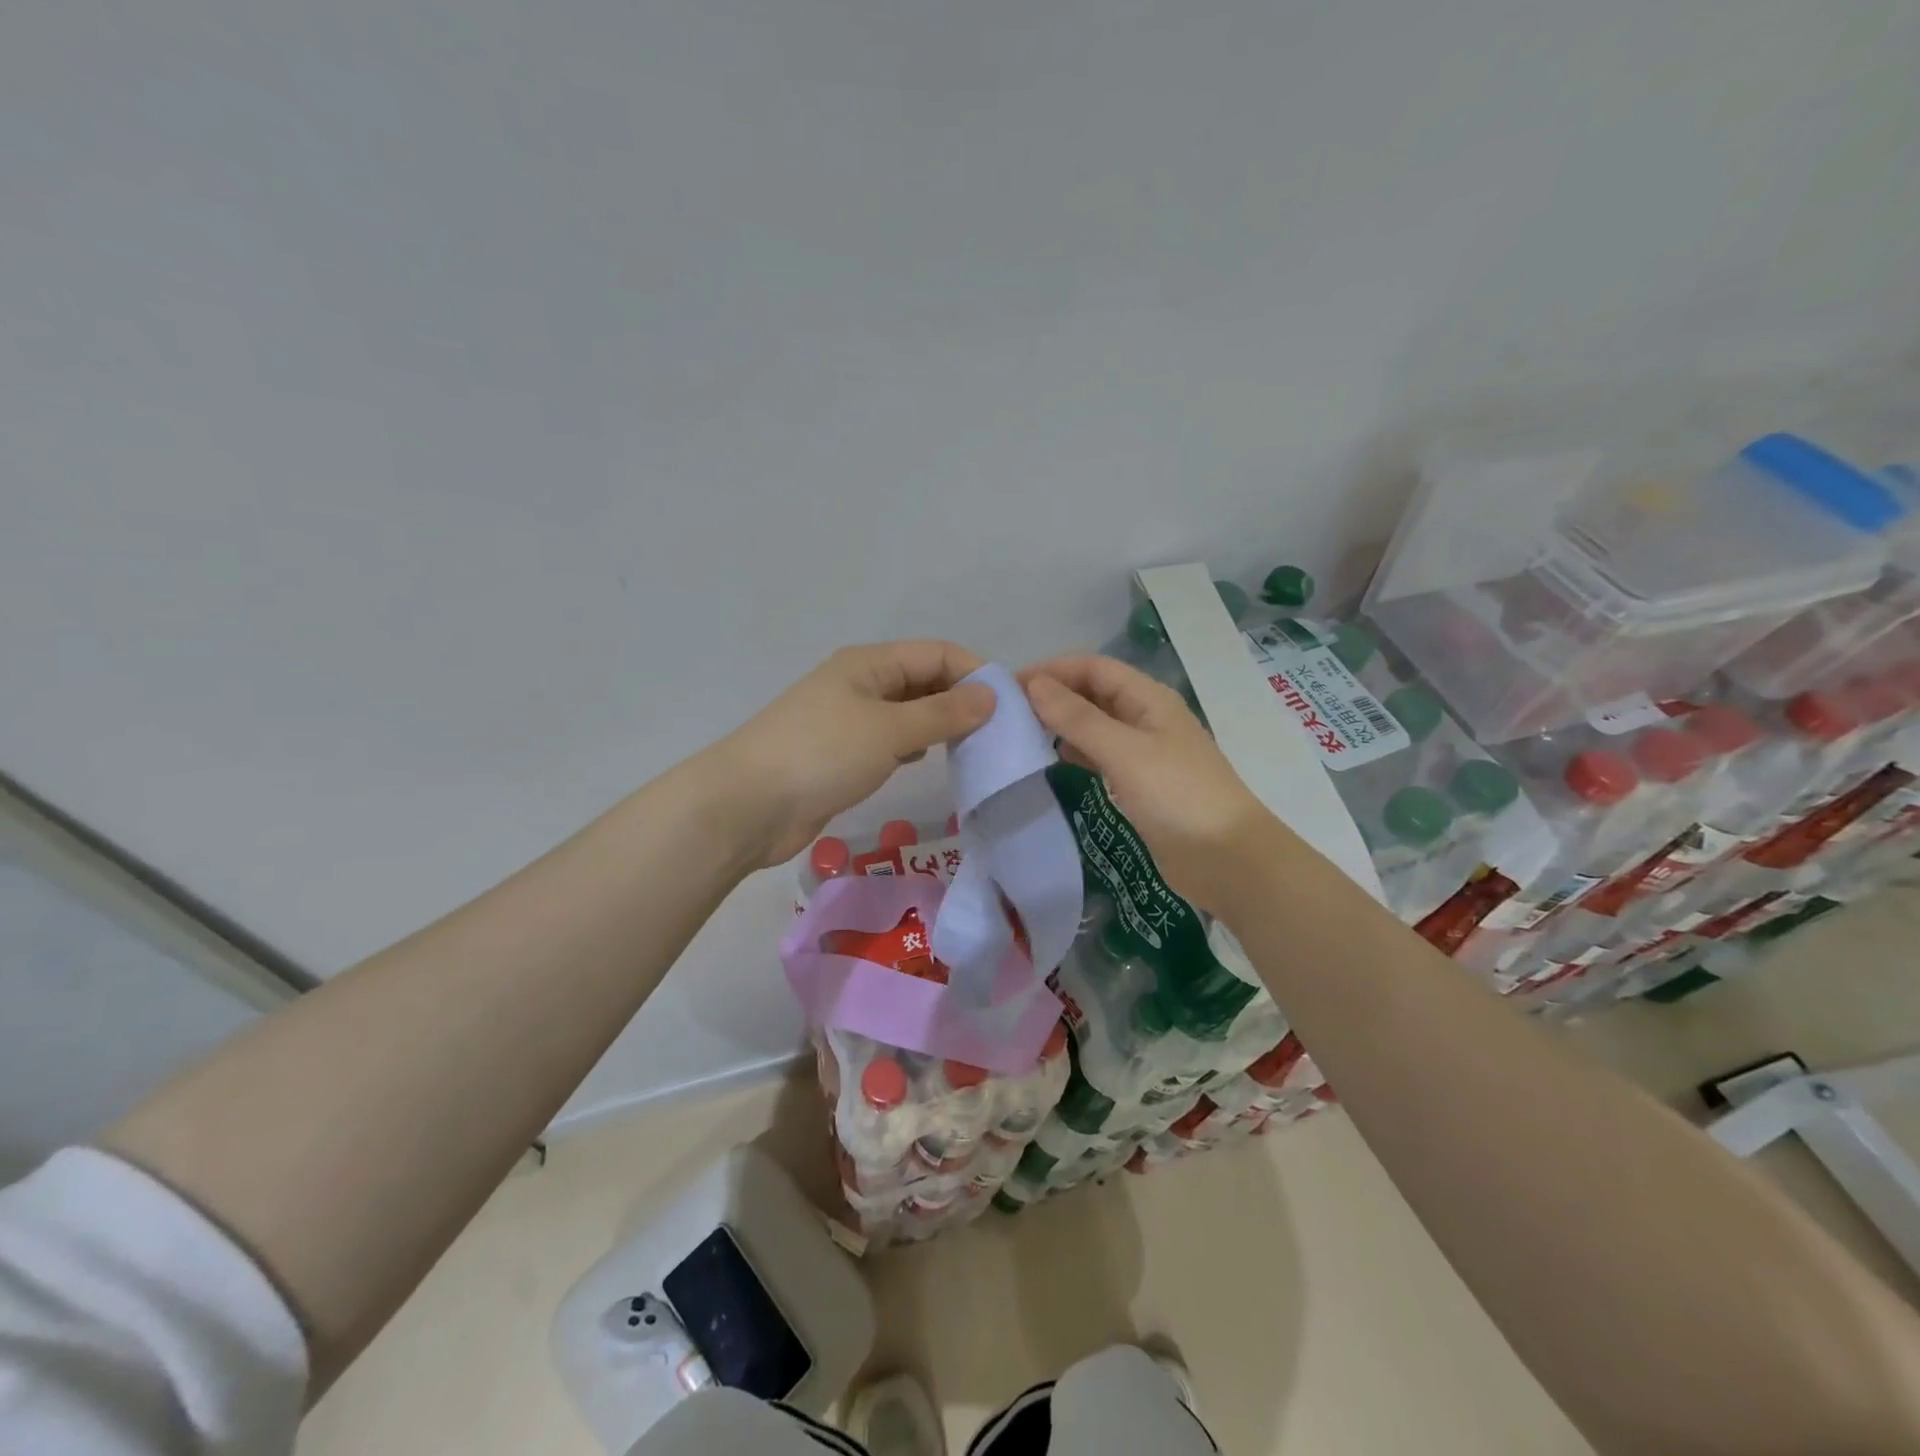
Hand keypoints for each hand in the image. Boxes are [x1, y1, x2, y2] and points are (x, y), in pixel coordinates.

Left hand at [708, 641, 996, 867]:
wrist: (747, 806)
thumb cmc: (821, 755)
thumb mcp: (888, 730)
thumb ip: (942, 714)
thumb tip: (991, 697)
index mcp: (870, 664)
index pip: (937, 654)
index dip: (975, 673)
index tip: (1010, 706)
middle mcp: (861, 684)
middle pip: (924, 681)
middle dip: (961, 701)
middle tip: (999, 733)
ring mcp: (850, 721)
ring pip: (908, 713)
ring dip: (939, 726)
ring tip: (974, 748)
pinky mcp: (843, 755)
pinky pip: (890, 742)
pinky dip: (913, 748)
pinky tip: (927, 762)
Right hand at [1020, 655, 1274, 913]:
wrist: (1227, 860)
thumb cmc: (1178, 797)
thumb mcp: (1125, 752)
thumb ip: (1078, 719)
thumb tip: (1034, 685)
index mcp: (1149, 699)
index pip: (1094, 667)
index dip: (1053, 670)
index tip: (1009, 686)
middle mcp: (1146, 718)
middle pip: (1094, 693)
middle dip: (1054, 695)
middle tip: (1008, 712)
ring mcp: (1144, 752)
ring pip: (1095, 725)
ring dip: (1062, 724)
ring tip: (1021, 733)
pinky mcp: (1139, 784)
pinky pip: (1101, 756)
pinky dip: (1075, 752)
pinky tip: (1053, 761)